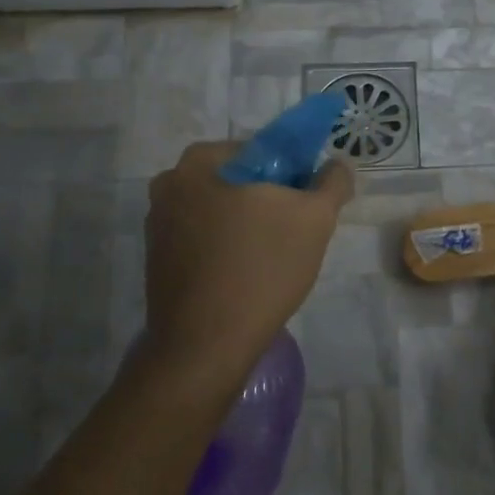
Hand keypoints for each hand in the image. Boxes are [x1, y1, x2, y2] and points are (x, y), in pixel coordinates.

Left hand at [139, 141, 352, 390]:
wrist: (207, 344)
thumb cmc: (262, 268)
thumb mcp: (315, 219)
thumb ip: (332, 182)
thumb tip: (337, 165)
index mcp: (200, 161)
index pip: (261, 150)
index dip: (292, 173)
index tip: (307, 203)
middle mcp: (170, 184)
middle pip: (238, 180)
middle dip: (269, 200)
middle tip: (295, 232)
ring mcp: (157, 224)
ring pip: (220, 211)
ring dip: (247, 225)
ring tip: (273, 258)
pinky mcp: (156, 259)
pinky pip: (203, 239)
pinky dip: (226, 248)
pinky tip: (246, 275)